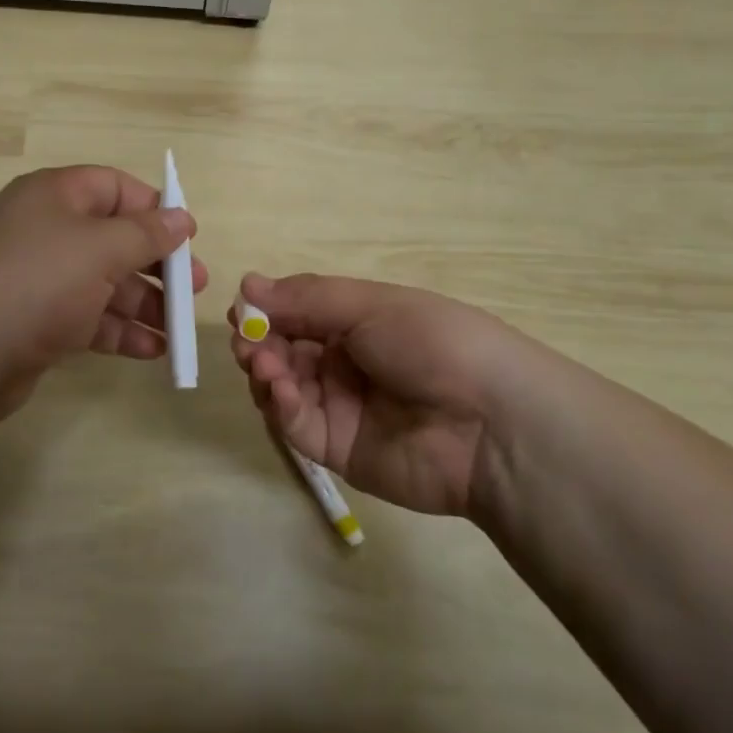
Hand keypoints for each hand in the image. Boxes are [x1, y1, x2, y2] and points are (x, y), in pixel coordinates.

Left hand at [0, 165, 207, 424]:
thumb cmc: (37, 282)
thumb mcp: (100, 249)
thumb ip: (146, 233)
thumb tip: (181, 218)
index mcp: (54, 196)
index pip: (114, 188)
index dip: (154, 208)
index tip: (189, 236)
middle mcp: (46, 231)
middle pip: (113, 239)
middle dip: (157, 264)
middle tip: (195, 288)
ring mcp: (39, 279)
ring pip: (104, 283)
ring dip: (144, 304)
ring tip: (179, 328)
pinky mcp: (37, 322)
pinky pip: (89, 318)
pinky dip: (120, 332)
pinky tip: (153, 351)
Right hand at [230, 272, 511, 517]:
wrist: (491, 423)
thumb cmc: (433, 343)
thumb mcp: (371, 306)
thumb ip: (305, 298)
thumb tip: (246, 283)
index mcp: (357, 323)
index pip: (296, 314)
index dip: (266, 312)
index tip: (241, 310)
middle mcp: (344, 363)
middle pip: (282, 352)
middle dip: (258, 343)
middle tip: (247, 343)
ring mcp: (339, 407)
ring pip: (281, 388)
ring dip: (265, 372)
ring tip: (263, 364)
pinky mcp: (337, 449)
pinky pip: (296, 425)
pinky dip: (281, 406)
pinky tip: (282, 390)